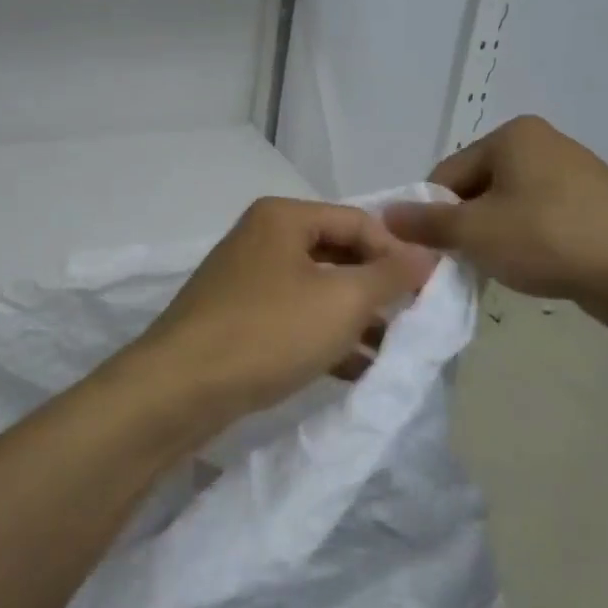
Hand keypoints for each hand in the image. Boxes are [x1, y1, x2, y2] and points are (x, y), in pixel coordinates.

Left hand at [129, 198, 436, 418]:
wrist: (178, 389)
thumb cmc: (268, 332)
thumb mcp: (341, 301)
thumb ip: (390, 275)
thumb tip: (427, 255)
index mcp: (283, 217)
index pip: (358, 221)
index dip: (398, 253)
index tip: (428, 292)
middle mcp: (262, 239)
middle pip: (337, 254)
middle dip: (377, 289)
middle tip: (413, 321)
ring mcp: (246, 280)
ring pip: (317, 291)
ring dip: (356, 318)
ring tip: (393, 351)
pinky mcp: (237, 319)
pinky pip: (295, 319)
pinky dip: (326, 338)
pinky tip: (357, 370)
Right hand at [383, 115, 607, 326]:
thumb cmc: (549, 239)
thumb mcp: (476, 232)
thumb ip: (426, 222)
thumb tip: (385, 215)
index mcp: (513, 135)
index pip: (448, 173)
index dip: (434, 213)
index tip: (437, 250)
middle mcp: (543, 142)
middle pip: (479, 187)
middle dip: (467, 225)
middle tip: (469, 262)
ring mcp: (574, 171)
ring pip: (510, 204)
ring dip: (496, 235)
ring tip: (505, 268)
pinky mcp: (596, 202)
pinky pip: (542, 217)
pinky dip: (529, 239)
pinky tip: (537, 266)